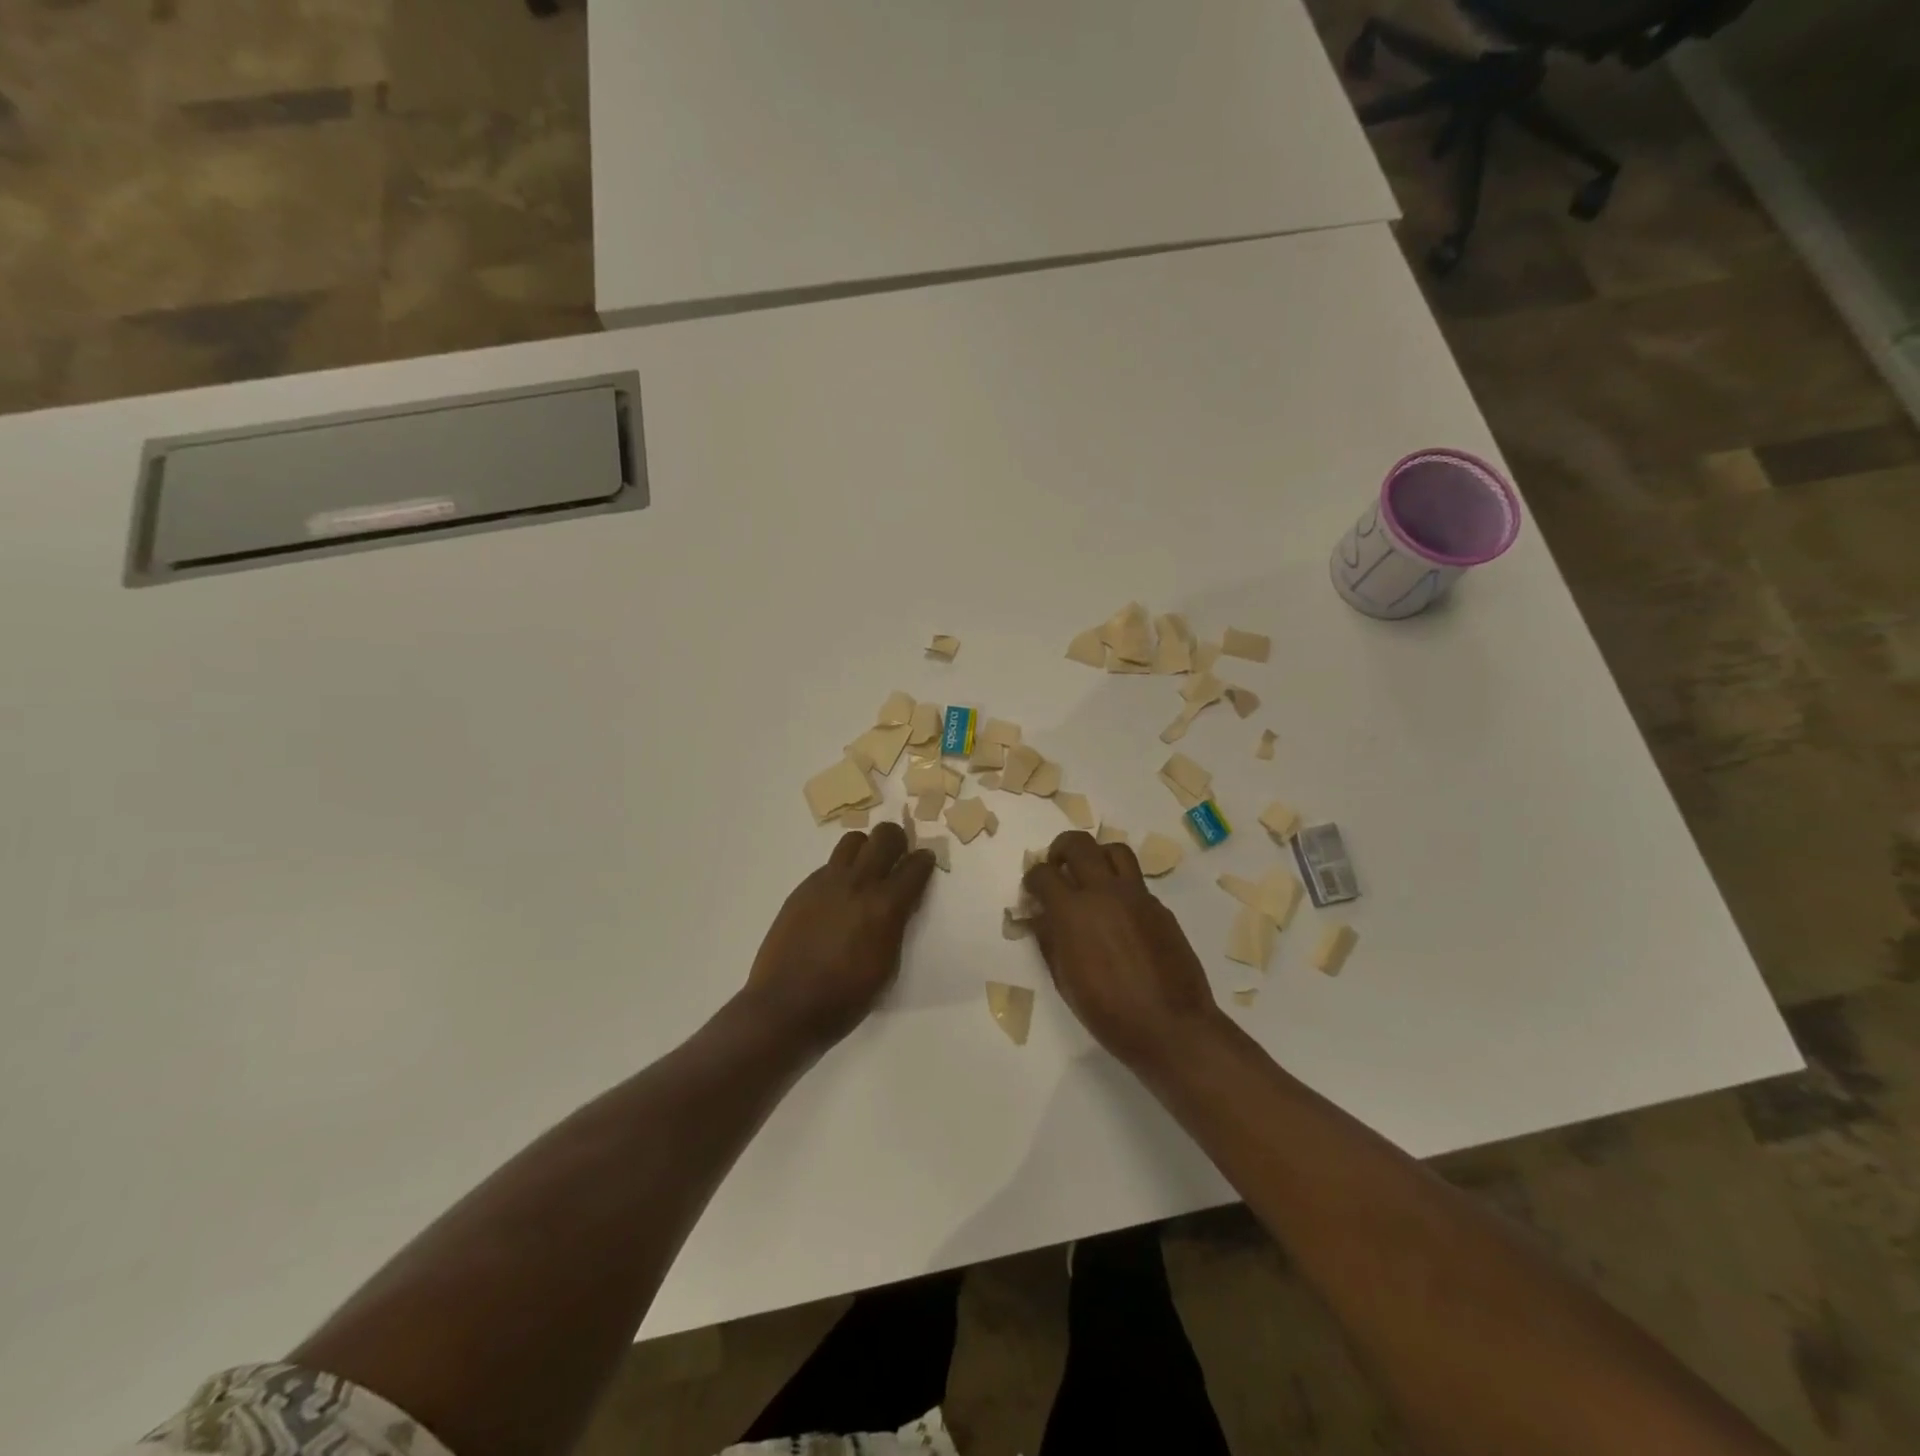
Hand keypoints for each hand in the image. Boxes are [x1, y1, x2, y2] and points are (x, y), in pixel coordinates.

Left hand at [743, 821, 937, 1049]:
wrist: (786, 1006)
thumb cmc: (845, 998)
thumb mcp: (887, 966)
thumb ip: (896, 926)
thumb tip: (899, 906)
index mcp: (885, 906)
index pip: (916, 865)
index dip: (925, 861)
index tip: (924, 865)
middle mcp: (858, 883)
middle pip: (885, 836)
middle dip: (898, 841)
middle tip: (897, 860)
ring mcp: (827, 882)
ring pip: (853, 841)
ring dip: (866, 850)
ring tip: (866, 872)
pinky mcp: (803, 888)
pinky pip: (829, 865)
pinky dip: (841, 873)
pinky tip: (837, 899)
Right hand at [1024, 830, 1225, 1068]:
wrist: (1170, 1026)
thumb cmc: (1108, 1013)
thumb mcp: (1065, 980)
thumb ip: (1049, 940)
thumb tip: (1038, 916)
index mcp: (1073, 912)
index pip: (1043, 874)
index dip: (1032, 879)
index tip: (1032, 890)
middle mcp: (1104, 892)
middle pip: (1078, 844)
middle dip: (1060, 848)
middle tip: (1057, 866)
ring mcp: (1136, 896)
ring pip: (1114, 850)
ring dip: (1096, 855)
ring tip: (1090, 875)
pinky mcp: (1159, 907)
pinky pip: (1135, 881)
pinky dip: (1120, 885)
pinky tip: (1118, 912)